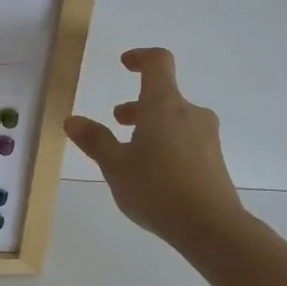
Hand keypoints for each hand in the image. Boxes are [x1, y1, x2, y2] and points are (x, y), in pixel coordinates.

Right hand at [64, 48, 249, 251]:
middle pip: (164, 95)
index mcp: (164, 105)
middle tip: (117, 121)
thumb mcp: (115, 166)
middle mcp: (190, 113)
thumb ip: (95, 140)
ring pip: (175, 119)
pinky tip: (153, 173)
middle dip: (138, 105)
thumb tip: (72, 120)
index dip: (141, 57)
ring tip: (131, 152)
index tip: (124, 64)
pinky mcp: (214, 159)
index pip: (158, 63)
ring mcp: (206, 137)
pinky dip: (166, 144)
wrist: (212, 228)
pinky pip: (186, 139)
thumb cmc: (157, 189)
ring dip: (151, 126)